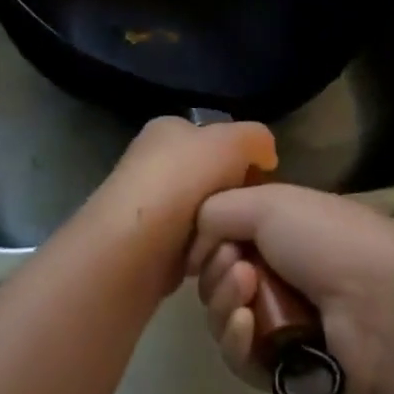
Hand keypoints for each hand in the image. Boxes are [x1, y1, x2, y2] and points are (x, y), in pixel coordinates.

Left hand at [83, 116, 277, 287]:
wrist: (128, 250)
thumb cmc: (179, 182)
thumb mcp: (230, 142)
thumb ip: (256, 139)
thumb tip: (266, 156)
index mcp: (169, 130)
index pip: (218, 139)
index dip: (245, 160)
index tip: (263, 185)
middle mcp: (155, 163)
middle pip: (214, 181)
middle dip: (233, 200)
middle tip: (250, 219)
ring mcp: (150, 208)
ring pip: (206, 218)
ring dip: (221, 233)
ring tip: (231, 245)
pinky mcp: (149, 248)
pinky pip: (192, 249)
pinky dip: (204, 256)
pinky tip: (211, 263)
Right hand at [188, 184, 393, 393]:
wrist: (382, 306)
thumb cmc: (328, 240)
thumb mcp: (269, 202)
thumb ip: (218, 210)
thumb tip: (194, 243)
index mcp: (285, 230)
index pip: (227, 237)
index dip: (211, 239)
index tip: (208, 239)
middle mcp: (283, 274)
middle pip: (219, 279)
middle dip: (216, 271)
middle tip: (236, 267)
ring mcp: (286, 324)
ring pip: (225, 319)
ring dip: (224, 303)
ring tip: (245, 294)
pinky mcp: (287, 372)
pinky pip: (241, 360)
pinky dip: (237, 341)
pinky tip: (247, 326)